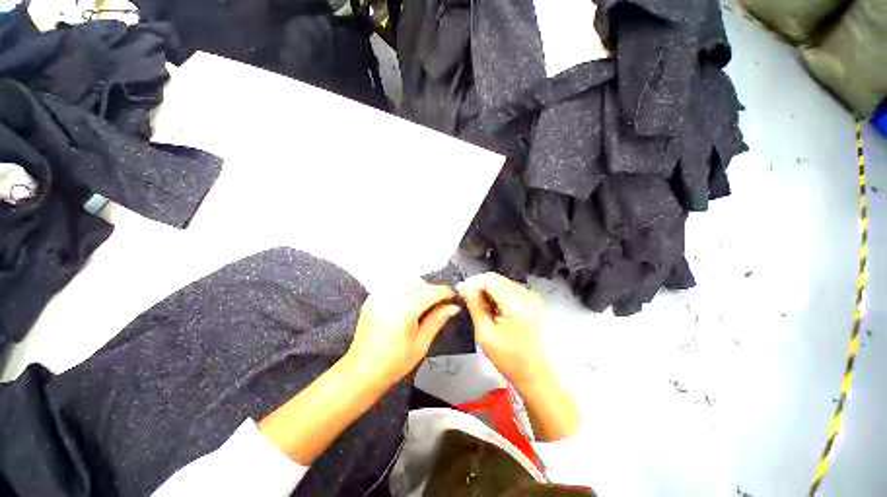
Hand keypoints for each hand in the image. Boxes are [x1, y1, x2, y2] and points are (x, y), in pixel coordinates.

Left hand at [344, 282, 460, 386]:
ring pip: (406, 283)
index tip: (453, 297)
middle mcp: (391, 297)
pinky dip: (405, 292)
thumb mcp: (421, 344)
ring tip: (423, 306)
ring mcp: (379, 296)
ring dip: (418, 289)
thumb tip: (453, 307)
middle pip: (418, 284)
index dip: (445, 292)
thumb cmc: (395, 363)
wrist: (362, 371)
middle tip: (438, 305)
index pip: (430, 292)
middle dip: (431, 290)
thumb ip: (437, 320)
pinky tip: (407, 306)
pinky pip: (394, 287)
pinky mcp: (372, 299)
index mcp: (404, 309)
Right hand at [456, 272, 548, 386]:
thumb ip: (474, 305)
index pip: (490, 280)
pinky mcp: (530, 300)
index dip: (472, 282)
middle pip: (496, 279)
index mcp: (517, 304)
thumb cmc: (509, 358)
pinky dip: (495, 294)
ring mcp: (530, 296)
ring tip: (478, 306)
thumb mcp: (485, 333)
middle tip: (466, 299)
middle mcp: (527, 295)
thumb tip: (463, 287)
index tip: (460, 291)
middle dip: (478, 286)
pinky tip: (490, 308)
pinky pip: (507, 289)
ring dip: (486, 290)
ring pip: (500, 282)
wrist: (533, 373)